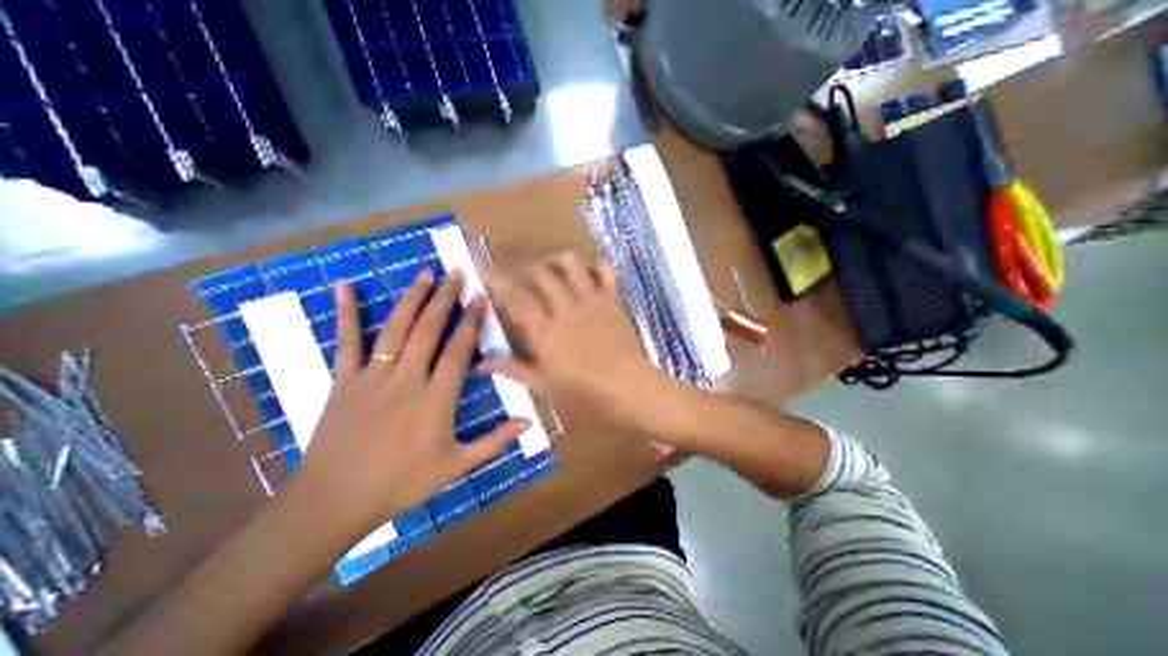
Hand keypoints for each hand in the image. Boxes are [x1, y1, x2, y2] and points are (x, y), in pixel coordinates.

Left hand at [283, 268, 532, 544]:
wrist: (335, 501)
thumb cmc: (401, 484)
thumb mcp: (456, 466)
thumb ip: (494, 442)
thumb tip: (528, 423)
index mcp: (436, 400)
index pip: (458, 351)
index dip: (470, 322)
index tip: (479, 298)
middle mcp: (407, 380)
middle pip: (429, 330)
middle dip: (445, 298)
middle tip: (456, 273)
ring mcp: (373, 378)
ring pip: (396, 329)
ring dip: (412, 299)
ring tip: (425, 274)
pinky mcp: (343, 381)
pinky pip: (346, 342)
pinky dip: (346, 313)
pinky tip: (345, 287)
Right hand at [475, 253, 675, 432]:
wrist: (630, 388)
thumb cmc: (585, 393)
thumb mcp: (544, 385)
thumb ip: (513, 369)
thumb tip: (480, 363)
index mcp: (546, 331)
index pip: (515, 299)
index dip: (498, 284)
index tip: (488, 275)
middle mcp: (565, 308)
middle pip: (540, 274)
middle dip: (525, 270)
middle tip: (522, 278)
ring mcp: (591, 300)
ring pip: (570, 264)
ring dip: (556, 261)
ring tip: (550, 268)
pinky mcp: (611, 299)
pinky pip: (604, 270)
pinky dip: (594, 264)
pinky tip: (585, 271)